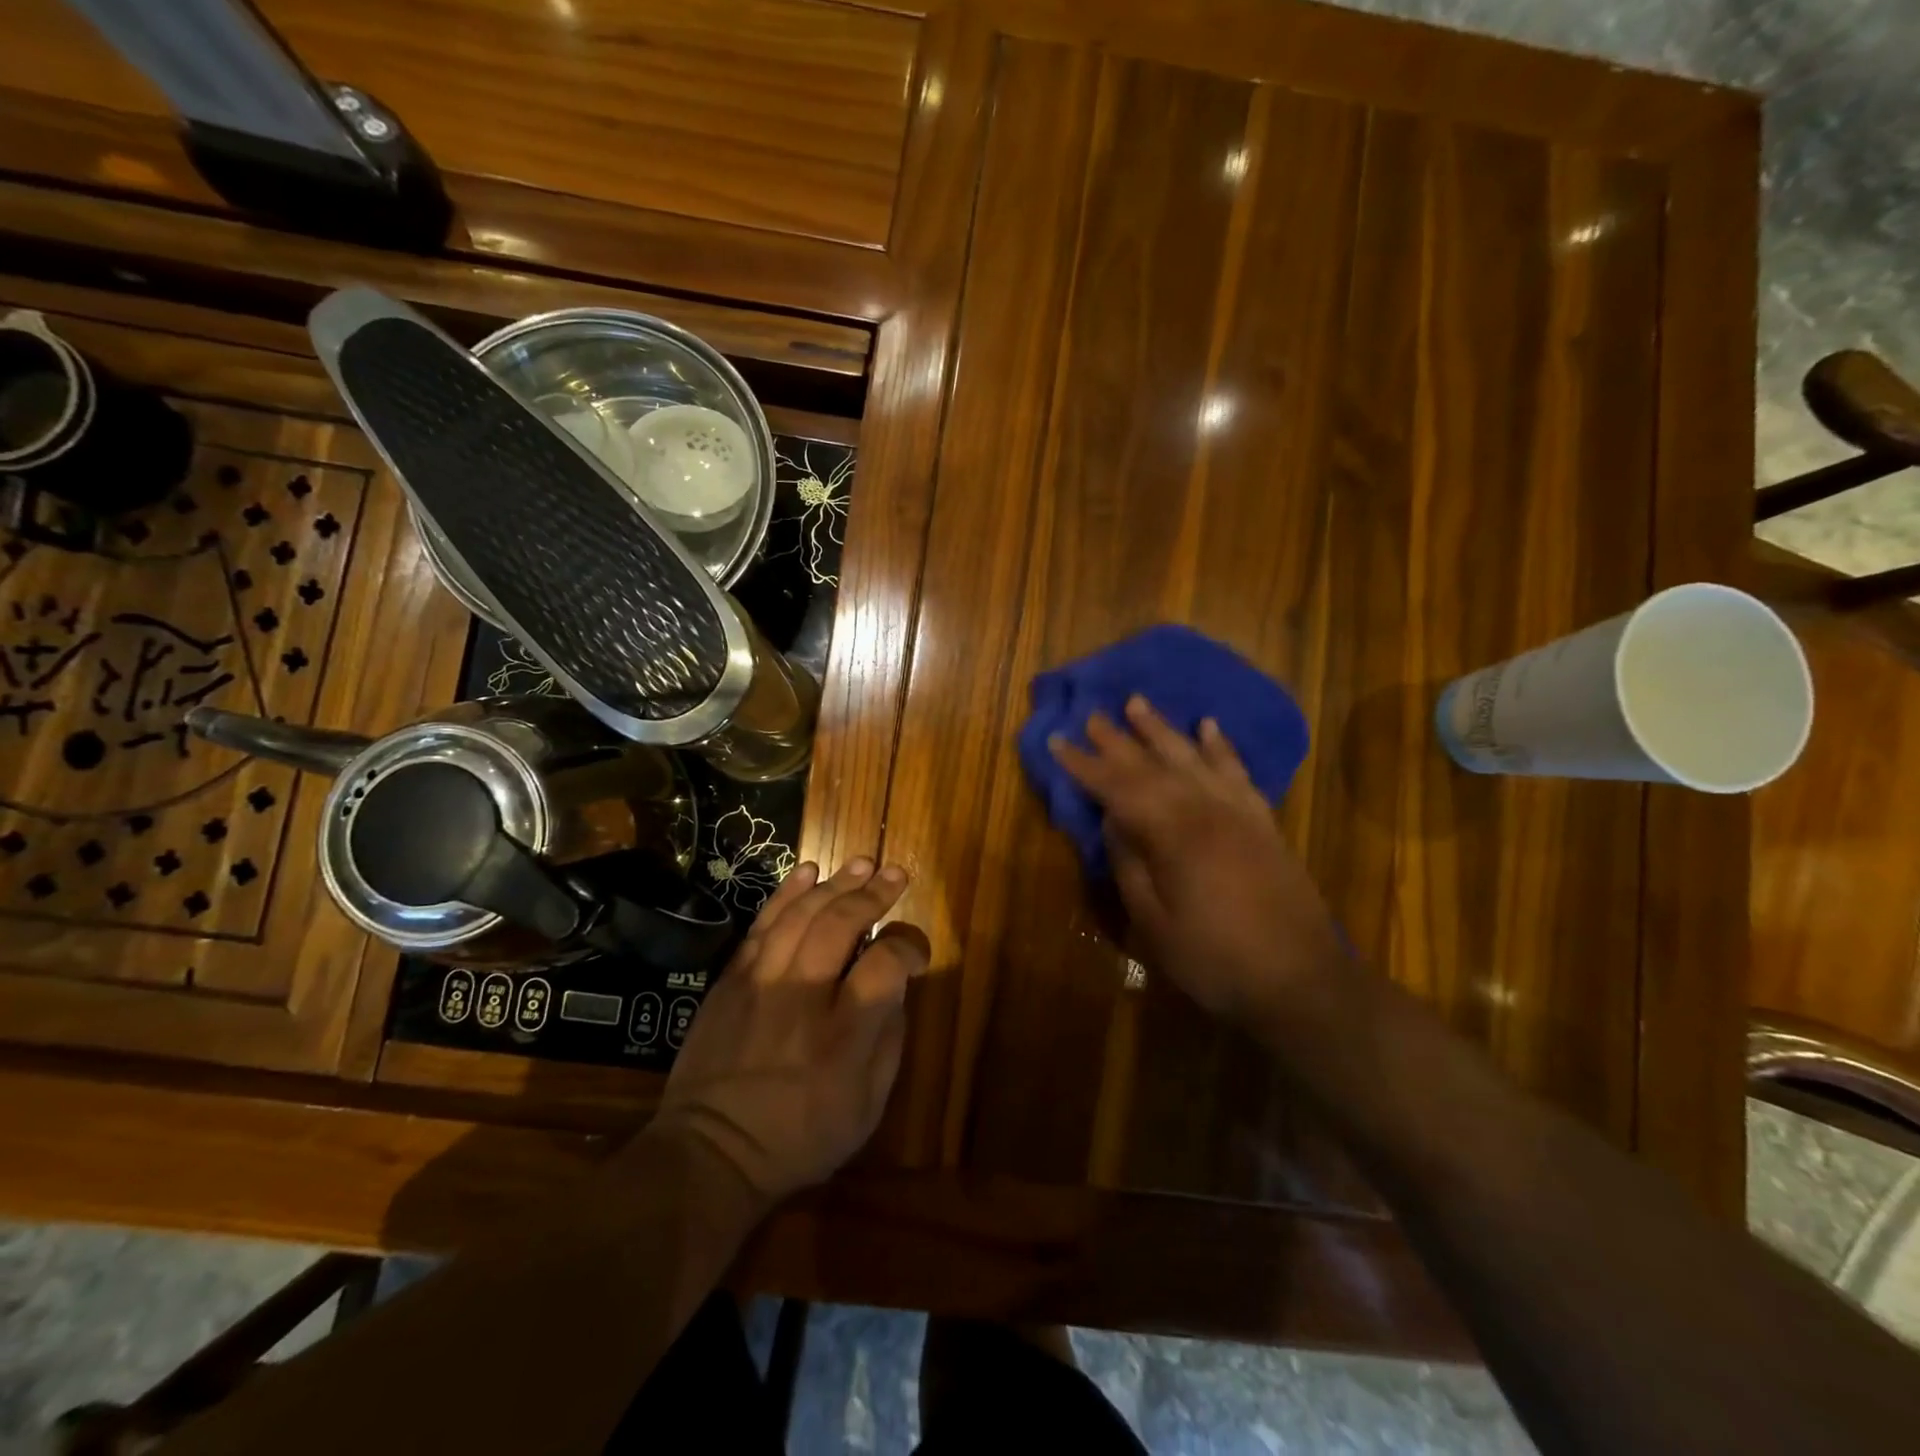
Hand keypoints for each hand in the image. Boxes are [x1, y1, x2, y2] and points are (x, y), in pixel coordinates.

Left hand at [653, 858, 922, 1204]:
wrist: (711, 1153)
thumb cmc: (800, 1138)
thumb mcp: (866, 1108)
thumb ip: (889, 1042)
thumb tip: (896, 989)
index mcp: (844, 1033)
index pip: (886, 964)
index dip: (908, 946)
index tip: (915, 951)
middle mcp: (803, 996)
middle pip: (841, 924)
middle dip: (874, 893)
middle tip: (895, 873)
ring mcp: (761, 983)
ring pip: (801, 915)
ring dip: (835, 883)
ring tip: (861, 863)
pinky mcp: (730, 980)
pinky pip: (762, 925)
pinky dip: (786, 894)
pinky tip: (808, 872)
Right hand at [1049, 696, 1346, 1030]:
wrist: (1302, 981)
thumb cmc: (1216, 959)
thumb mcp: (1155, 923)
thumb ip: (1130, 865)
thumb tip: (1112, 820)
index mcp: (1172, 835)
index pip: (1117, 789)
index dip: (1084, 765)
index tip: (1057, 741)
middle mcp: (1204, 809)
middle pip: (1151, 764)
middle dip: (1116, 739)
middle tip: (1089, 714)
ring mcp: (1238, 811)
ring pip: (1192, 757)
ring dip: (1162, 729)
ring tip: (1137, 702)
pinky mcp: (1262, 821)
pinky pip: (1237, 771)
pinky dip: (1220, 746)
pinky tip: (1208, 726)